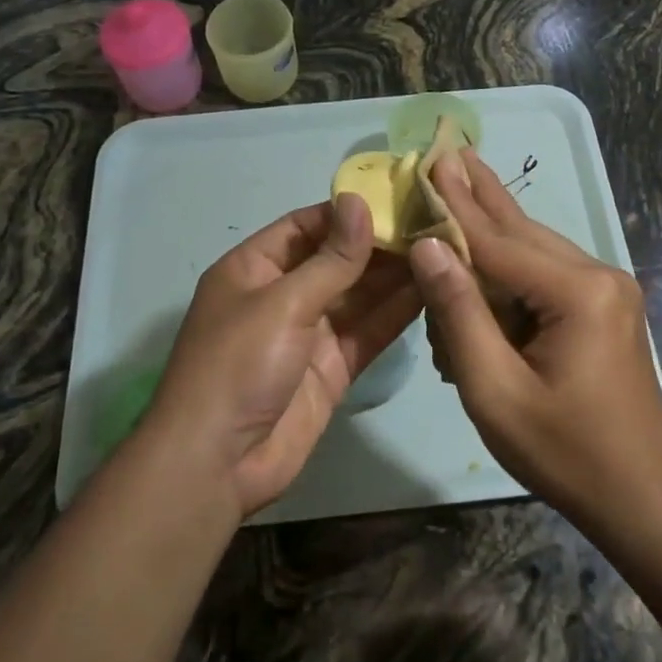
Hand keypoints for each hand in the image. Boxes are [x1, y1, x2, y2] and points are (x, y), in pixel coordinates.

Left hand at [141, 195, 420, 518]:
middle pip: (337, 259)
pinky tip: (432, 290)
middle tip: (433, 222)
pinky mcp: (331, 368)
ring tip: (444, 249)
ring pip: (358, 296)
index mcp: (254, 268)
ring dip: (395, 276)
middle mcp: (282, 295)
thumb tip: (359, 201)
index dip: (347, 212)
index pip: (305, 225)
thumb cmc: (238, 365)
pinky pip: (368, 332)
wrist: (217, 464)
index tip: (397, 197)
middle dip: (379, 243)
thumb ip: (331, 258)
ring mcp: (308, 334)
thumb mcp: (283, 302)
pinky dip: (396, 314)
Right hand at [407, 150, 661, 516]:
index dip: (454, 205)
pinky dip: (508, 269)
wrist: (641, 495)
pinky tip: (483, 247)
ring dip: (491, 229)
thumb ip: (460, 313)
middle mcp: (599, 275)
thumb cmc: (564, 451)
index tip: (428, 162)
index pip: (497, 242)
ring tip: (461, 179)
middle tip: (448, 148)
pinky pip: (545, 274)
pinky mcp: (603, 305)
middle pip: (521, 231)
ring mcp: (606, 289)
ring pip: (534, 248)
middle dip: (478, 195)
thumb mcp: (495, 390)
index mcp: (578, 293)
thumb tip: (429, 246)